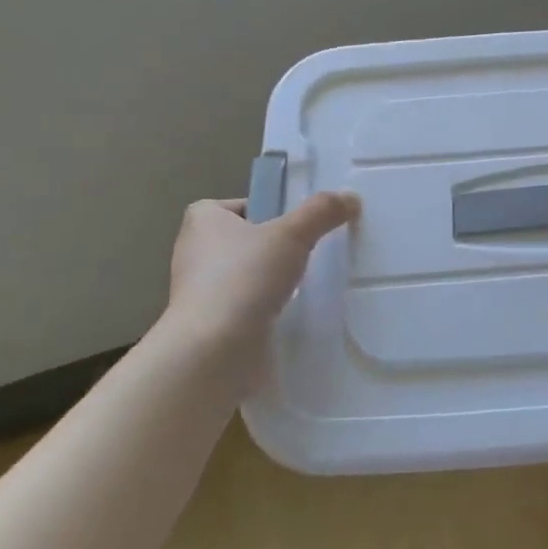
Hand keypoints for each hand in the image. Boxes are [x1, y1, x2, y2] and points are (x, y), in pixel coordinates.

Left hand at [166, 191, 359, 352]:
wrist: (214, 351)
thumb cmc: (244, 278)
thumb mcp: (292, 234)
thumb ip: (321, 212)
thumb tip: (351, 197)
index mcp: (202, 221)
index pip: (236, 204)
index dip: (265, 208)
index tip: (294, 222)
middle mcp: (195, 251)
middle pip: (244, 238)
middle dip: (274, 245)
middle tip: (310, 248)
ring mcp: (202, 291)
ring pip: (247, 273)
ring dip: (271, 277)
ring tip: (307, 280)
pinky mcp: (213, 323)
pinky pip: (247, 304)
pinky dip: (267, 305)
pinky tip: (292, 310)